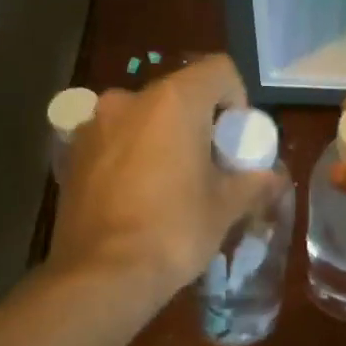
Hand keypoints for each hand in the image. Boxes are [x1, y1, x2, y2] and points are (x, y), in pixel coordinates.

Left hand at [50, 55, 276, 308]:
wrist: (103, 275)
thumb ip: (253, 182)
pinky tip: (136, 195)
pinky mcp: (71, 153)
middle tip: (209, 165)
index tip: (236, 140)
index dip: (237, 99)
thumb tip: (274, 177)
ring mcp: (94, 125)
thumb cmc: (174, 231)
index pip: (218, 70)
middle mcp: (129, 100)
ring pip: (143, 117)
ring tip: (170, 183)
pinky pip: (114, 140)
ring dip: (162, 138)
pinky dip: (131, 154)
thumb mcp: (225, 207)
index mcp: (173, 101)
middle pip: (178, 94)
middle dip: (199, 122)